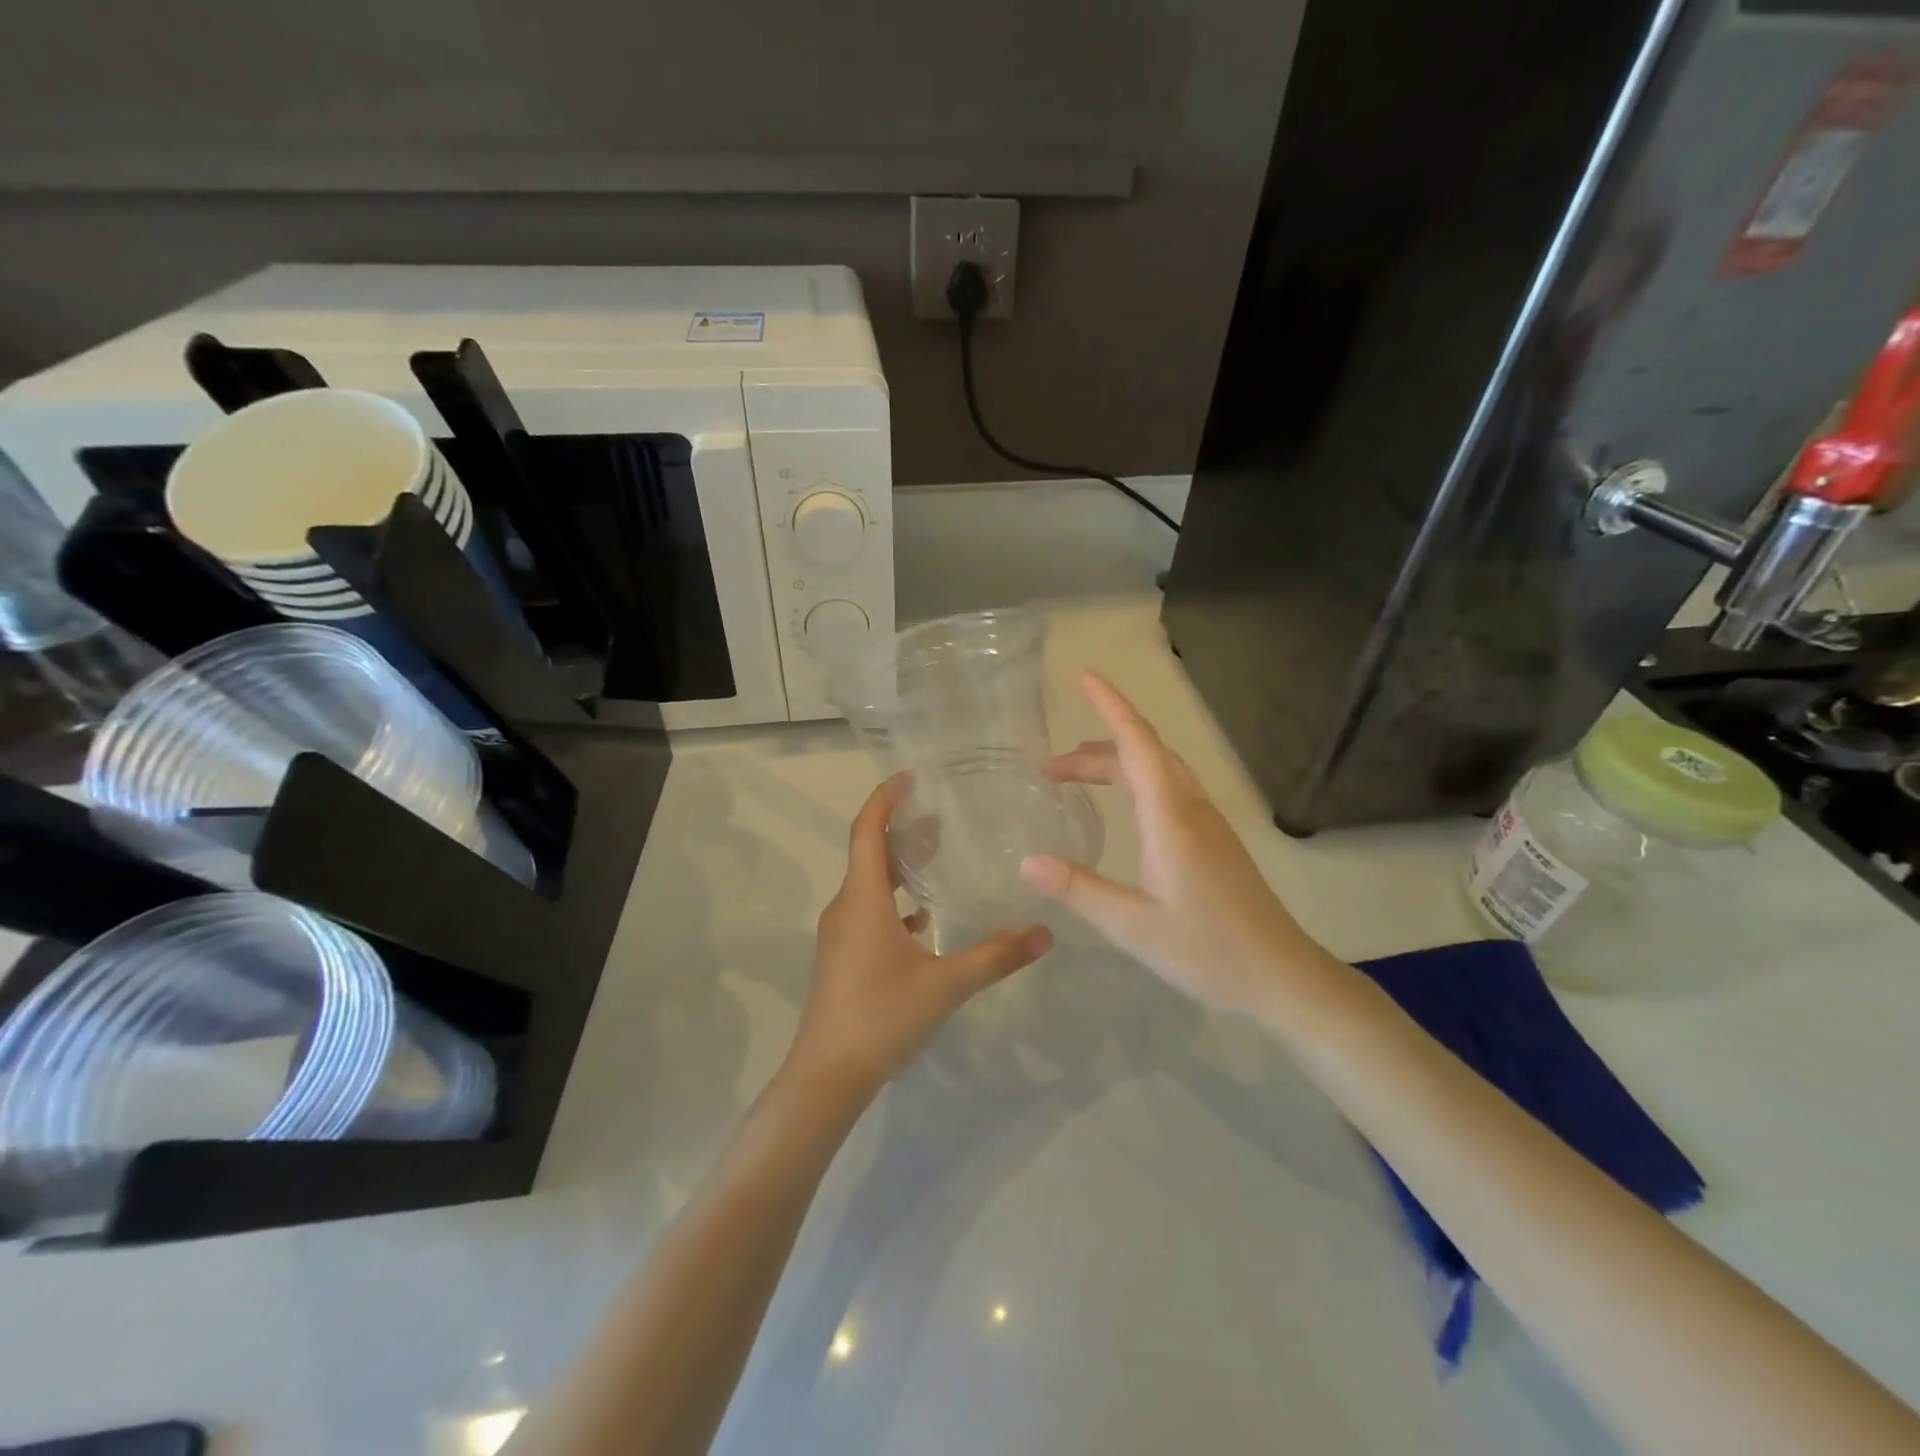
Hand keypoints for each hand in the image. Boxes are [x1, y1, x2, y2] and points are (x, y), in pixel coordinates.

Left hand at [787, 774, 1053, 1098]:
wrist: (825, 1078)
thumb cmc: (881, 1018)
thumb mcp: (945, 986)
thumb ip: (996, 957)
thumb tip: (1045, 933)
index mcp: (863, 899)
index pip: (867, 830)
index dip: (885, 797)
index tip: (913, 777)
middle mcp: (846, 907)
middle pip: (869, 851)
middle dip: (901, 827)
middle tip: (942, 814)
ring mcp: (840, 933)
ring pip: (869, 882)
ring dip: (899, 865)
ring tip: (938, 856)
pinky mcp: (842, 956)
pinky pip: (869, 911)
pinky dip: (895, 901)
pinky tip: (924, 920)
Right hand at [1019, 670, 1338, 1018]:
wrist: (1282, 976)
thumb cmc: (1208, 951)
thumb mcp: (1133, 926)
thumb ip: (1079, 889)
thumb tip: (1026, 860)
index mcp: (1171, 817)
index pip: (1137, 743)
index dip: (1109, 705)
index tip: (1083, 676)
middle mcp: (1192, 807)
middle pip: (1143, 752)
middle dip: (1095, 746)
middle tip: (1048, 767)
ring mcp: (1208, 822)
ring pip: (1159, 770)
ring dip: (1116, 763)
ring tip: (1072, 778)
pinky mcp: (1214, 840)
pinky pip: (1170, 789)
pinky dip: (1135, 781)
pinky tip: (1122, 808)